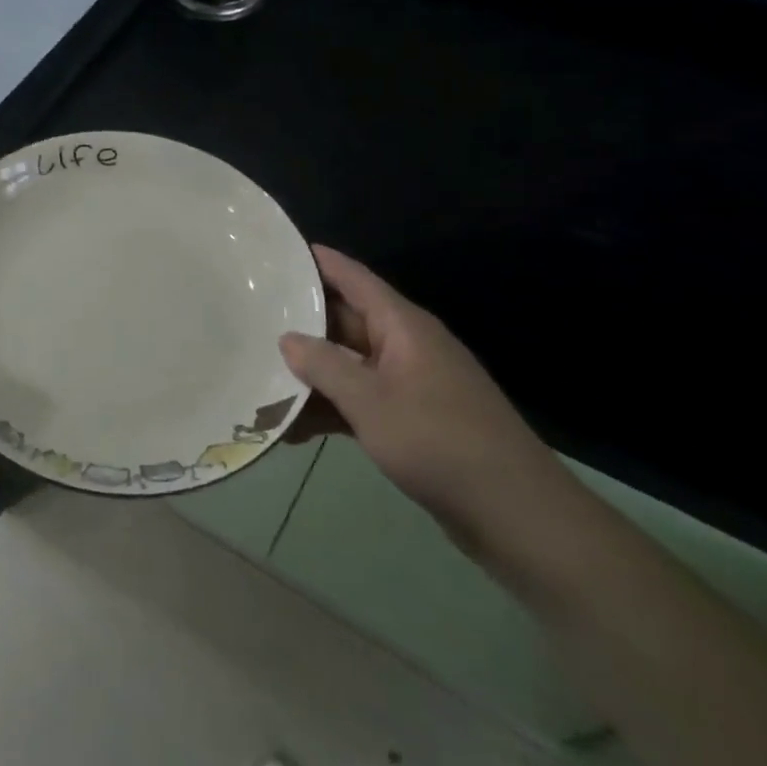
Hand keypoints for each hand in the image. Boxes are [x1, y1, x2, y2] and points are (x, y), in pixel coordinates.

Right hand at [279, 245, 571, 550]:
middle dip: (301, 322)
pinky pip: (360, 401)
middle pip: (345, 322)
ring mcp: (409, 385)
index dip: (318, 262)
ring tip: (259, 377)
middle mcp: (406, 347)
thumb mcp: (371, 402)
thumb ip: (324, 366)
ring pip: (349, 366)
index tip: (278, 251)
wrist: (515, 514)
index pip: (354, 278)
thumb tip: (287, 337)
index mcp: (403, 327)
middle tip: (251, 316)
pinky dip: (331, 410)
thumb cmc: (440, 442)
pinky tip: (292, 431)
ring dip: (311, 375)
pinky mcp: (411, 421)